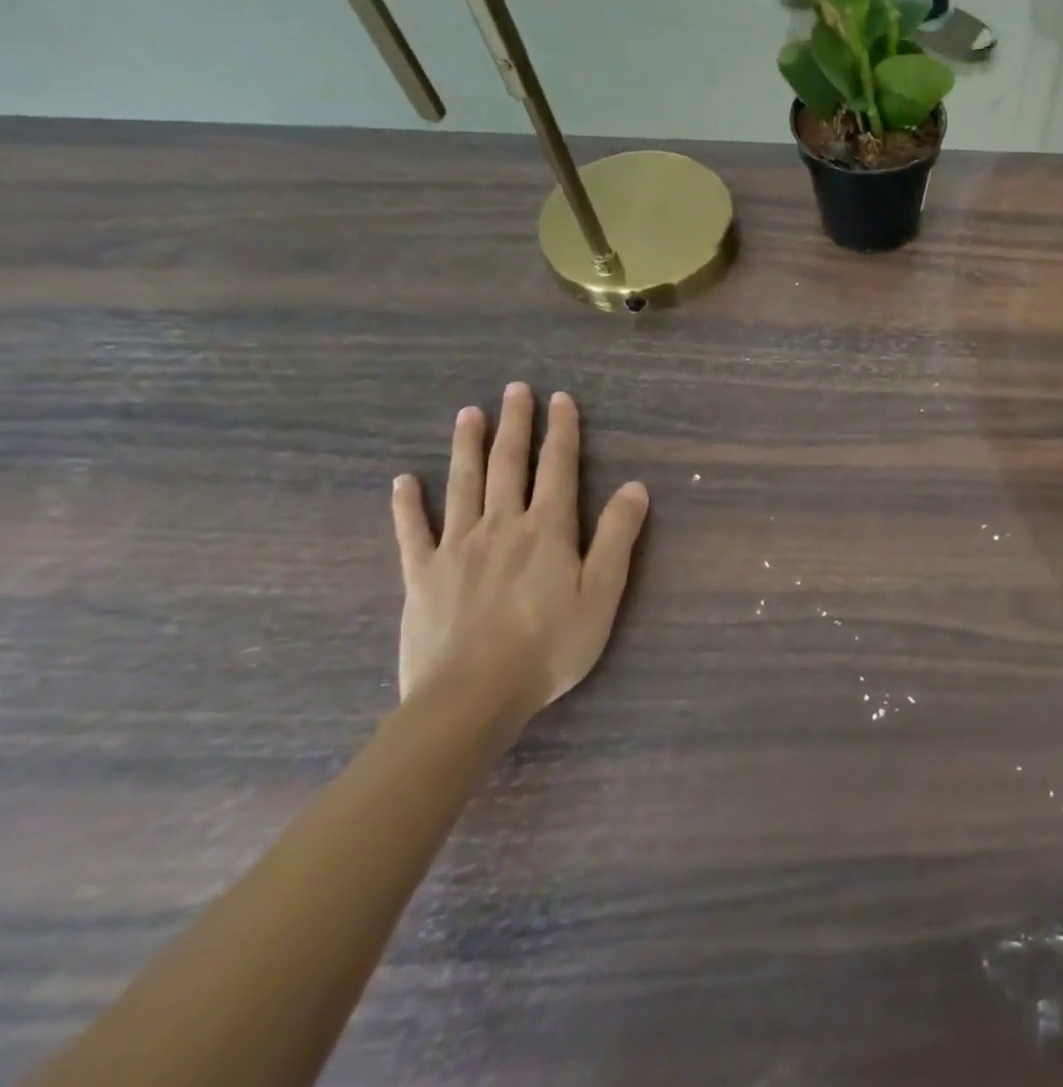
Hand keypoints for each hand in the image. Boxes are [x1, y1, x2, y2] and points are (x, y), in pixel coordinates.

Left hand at [391, 384, 649, 715]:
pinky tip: (403, 481)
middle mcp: (502, 525)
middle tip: (515, 390)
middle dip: (515, 424)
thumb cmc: (550, 645)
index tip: (561, 399)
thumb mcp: (602, 593)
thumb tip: (635, 486)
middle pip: (509, 465)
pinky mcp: (422, 575)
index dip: (562, 431)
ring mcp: (456, 548)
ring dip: (467, 447)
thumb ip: (617, 536)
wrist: (472, 696)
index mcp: (548, 529)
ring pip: (463, 485)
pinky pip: (413, 531)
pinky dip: (407, 504)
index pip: (558, 467)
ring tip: (468, 414)